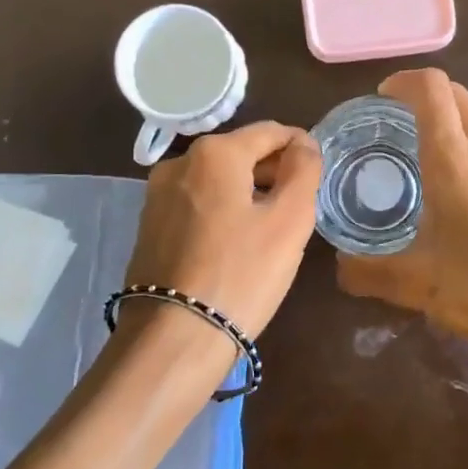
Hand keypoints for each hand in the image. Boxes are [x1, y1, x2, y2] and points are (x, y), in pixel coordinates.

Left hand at [123, 121, 321, 340]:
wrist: (175, 337)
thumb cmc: (242, 274)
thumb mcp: (289, 220)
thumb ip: (303, 171)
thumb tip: (303, 144)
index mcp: (215, 153)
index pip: (270, 132)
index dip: (300, 146)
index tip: (318, 172)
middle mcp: (179, 163)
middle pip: (240, 153)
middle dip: (273, 171)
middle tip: (300, 205)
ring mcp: (157, 196)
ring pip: (217, 180)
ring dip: (248, 192)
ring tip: (272, 227)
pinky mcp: (149, 226)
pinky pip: (197, 204)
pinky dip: (222, 211)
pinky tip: (237, 243)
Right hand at [336, 69, 467, 399]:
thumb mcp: (418, 287)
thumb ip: (368, 272)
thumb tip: (339, 267)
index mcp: (456, 162)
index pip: (431, 89)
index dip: (405, 82)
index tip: (386, 97)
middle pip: (459, 97)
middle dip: (428, 100)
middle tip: (403, 130)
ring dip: (458, 132)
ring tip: (440, 173)